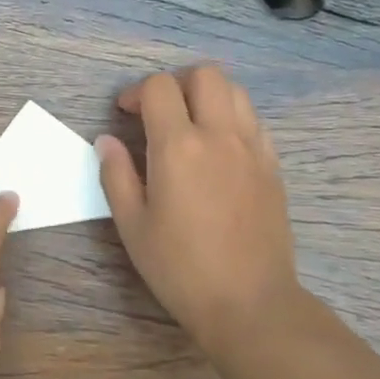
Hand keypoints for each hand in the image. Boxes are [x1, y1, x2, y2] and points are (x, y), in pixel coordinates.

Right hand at [96, 66, 302, 352]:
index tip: (126, 115)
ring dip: (208, 95)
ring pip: (235, 91)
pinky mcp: (273, 166)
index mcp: (179, 146)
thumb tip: (107, 140)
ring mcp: (252, 148)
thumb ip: (116, 175)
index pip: (159, 87)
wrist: (250, 304)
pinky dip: (233, 119)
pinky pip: (254, 121)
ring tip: (192, 124)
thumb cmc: (181, 268)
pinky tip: (220, 149)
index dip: (137, 92)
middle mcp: (219, 135)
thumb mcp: (133, 225)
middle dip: (177, 82)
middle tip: (160, 111)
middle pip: (204, 74)